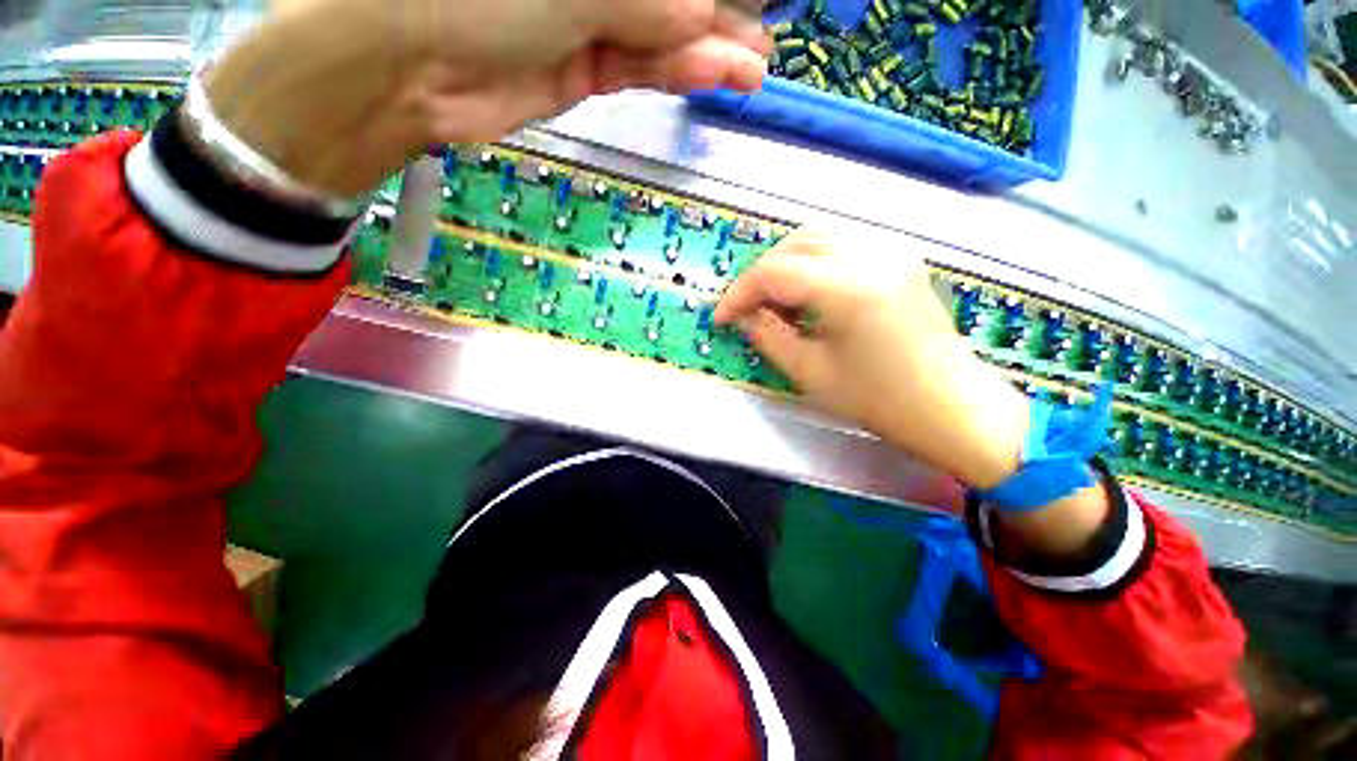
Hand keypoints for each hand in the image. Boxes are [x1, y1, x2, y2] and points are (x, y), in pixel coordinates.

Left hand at [203, 0, 768, 195]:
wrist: (410, 63)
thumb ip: (647, 3)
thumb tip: (702, 15)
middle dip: (718, 14)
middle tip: (765, 32)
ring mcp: (585, 19)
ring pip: (661, 33)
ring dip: (709, 50)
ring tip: (753, 66)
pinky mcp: (581, 69)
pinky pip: (641, 64)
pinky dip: (679, 70)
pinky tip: (717, 74)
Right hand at [715, 229, 1030, 491]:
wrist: (950, 408)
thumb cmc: (878, 399)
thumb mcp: (810, 372)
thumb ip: (768, 336)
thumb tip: (742, 317)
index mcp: (848, 287)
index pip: (773, 272)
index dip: (739, 293)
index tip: (721, 317)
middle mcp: (871, 254)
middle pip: (794, 243)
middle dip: (760, 275)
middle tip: (747, 309)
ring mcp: (891, 251)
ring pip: (817, 237)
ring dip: (785, 264)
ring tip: (774, 302)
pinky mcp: (900, 258)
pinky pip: (842, 244)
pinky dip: (813, 262)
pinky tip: (807, 293)